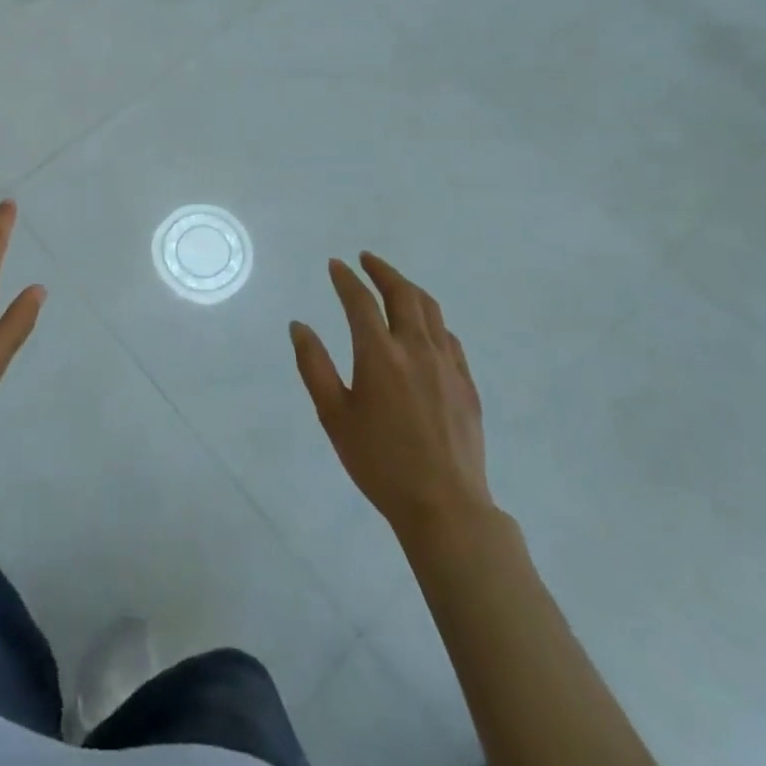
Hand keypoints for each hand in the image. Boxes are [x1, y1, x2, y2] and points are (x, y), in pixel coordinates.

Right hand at [290, 253, 491, 534]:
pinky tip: (424, 326)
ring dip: (409, 288)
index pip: (360, 301)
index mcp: (379, 354)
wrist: (444, 506)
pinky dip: (431, 319)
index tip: (335, 264)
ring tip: (394, 282)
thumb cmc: (379, 462)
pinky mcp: (466, 383)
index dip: (345, 279)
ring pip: (430, 309)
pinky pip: (448, 336)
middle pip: (402, 293)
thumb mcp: (333, 415)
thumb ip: (314, 365)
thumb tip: (299, 326)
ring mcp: (446, 364)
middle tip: (366, 259)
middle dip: (382, 270)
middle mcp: (415, 348)